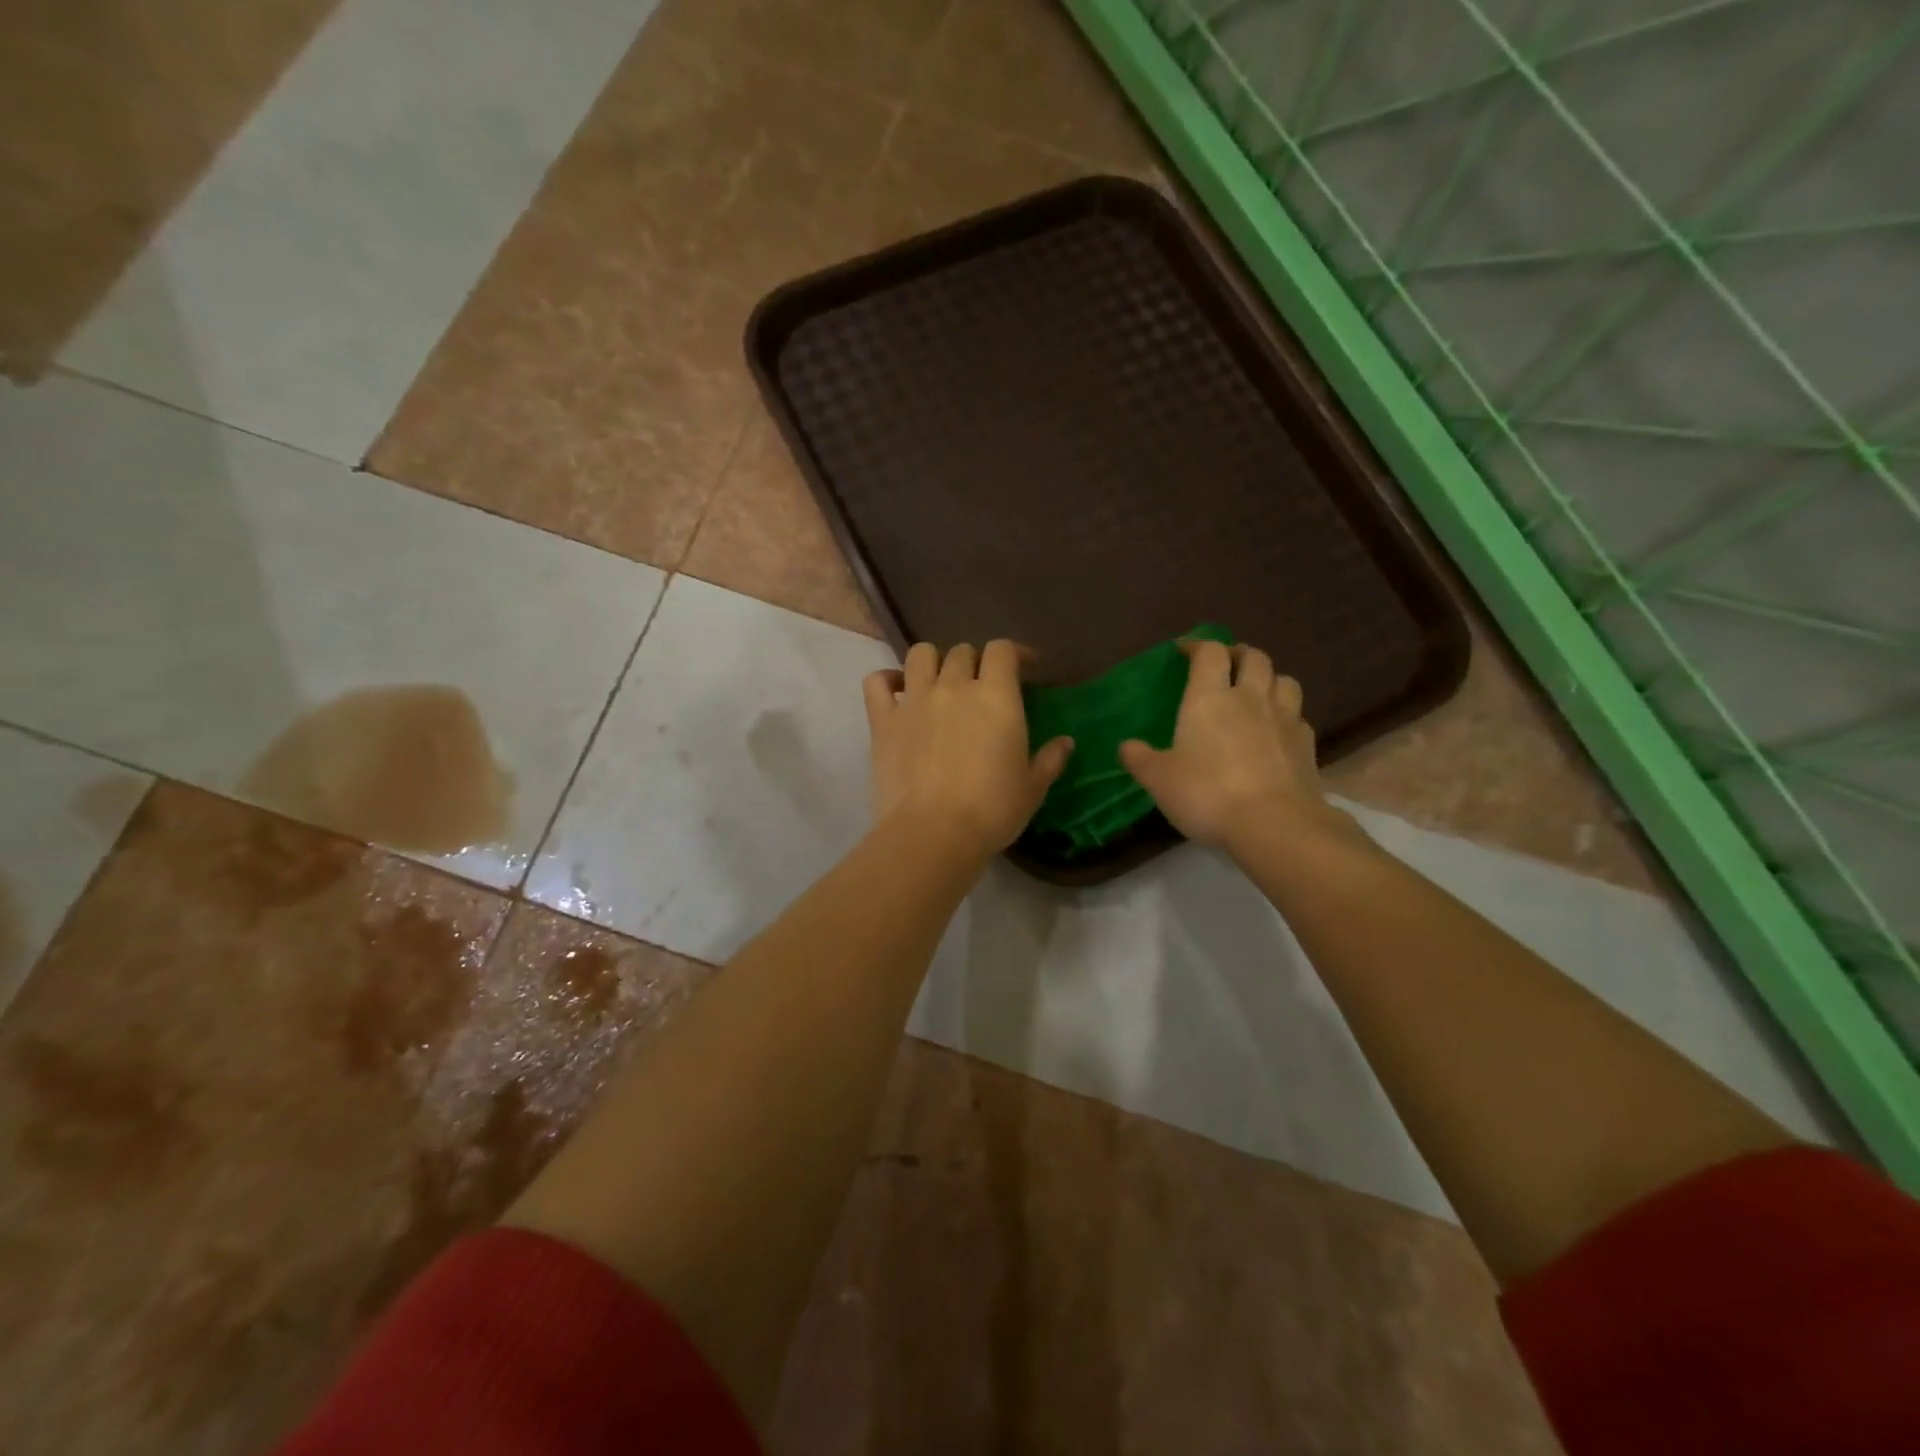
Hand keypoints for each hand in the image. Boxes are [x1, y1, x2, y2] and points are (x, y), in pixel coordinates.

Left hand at [864, 641, 1073, 861]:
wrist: (933, 832)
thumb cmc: (992, 811)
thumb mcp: (1032, 788)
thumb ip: (1050, 759)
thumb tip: (1066, 742)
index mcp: (996, 696)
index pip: (1002, 650)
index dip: (1014, 652)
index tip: (1025, 667)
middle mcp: (954, 686)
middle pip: (962, 652)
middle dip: (975, 662)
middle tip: (980, 686)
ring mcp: (914, 700)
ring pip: (920, 654)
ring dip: (933, 660)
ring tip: (938, 679)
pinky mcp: (883, 721)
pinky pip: (877, 682)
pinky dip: (886, 679)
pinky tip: (896, 690)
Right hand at [1120, 640, 1348, 852]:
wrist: (1274, 824)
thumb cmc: (1207, 794)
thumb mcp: (1159, 780)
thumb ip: (1140, 759)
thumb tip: (1126, 746)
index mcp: (1209, 698)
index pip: (1209, 653)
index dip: (1198, 645)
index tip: (1185, 651)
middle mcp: (1250, 698)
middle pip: (1254, 657)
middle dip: (1238, 654)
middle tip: (1226, 664)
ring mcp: (1285, 719)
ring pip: (1284, 680)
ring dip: (1269, 679)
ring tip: (1257, 691)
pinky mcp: (1307, 745)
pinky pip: (1299, 716)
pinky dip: (1287, 715)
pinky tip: (1278, 731)